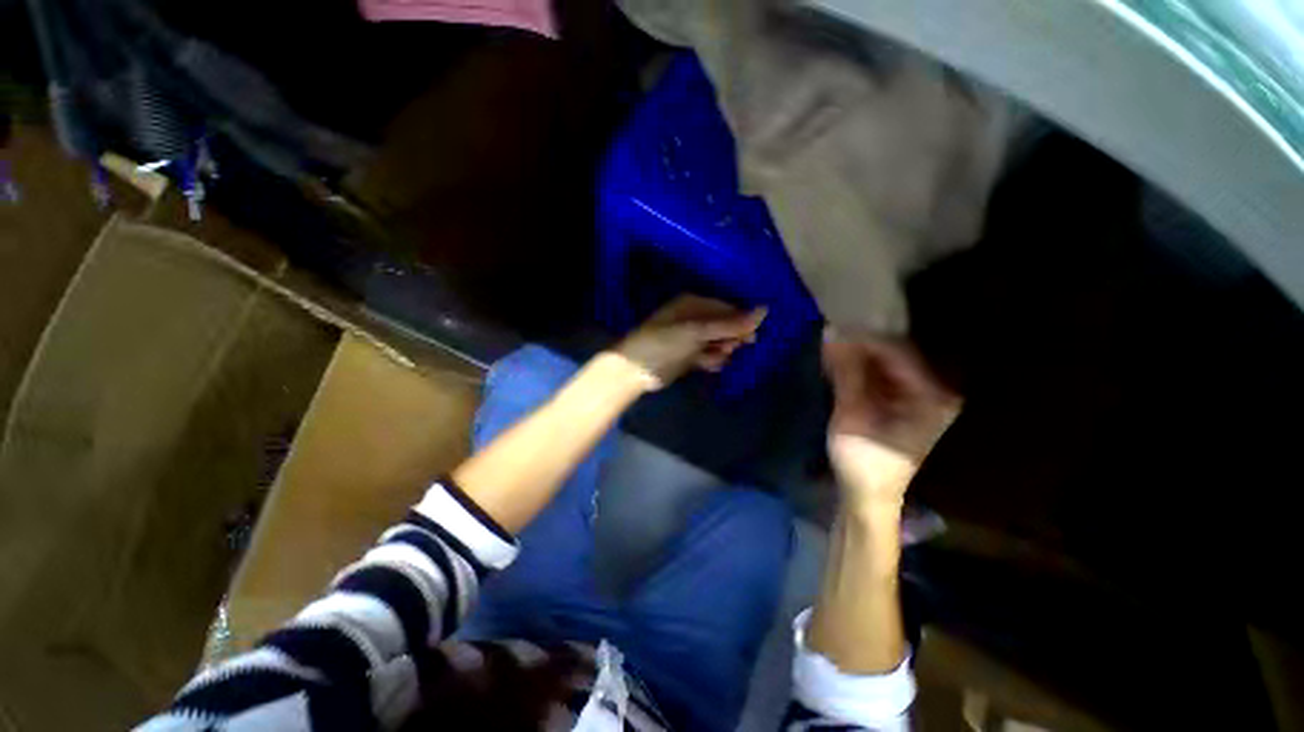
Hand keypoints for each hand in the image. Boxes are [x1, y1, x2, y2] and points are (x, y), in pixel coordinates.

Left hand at [614, 295, 766, 387]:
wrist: (636, 370)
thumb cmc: (665, 343)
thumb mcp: (697, 331)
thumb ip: (730, 324)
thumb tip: (765, 310)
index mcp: (694, 304)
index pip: (727, 308)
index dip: (741, 321)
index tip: (750, 337)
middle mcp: (695, 318)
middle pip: (725, 326)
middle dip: (730, 338)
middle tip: (727, 348)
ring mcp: (692, 338)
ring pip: (720, 343)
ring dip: (722, 351)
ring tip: (713, 357)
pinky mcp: (690, 356)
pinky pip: (711, 356)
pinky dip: (712, 361)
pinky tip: (706, 364)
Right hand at [822, 329, 958, 510]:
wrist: (869, 496)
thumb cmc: (863, 461)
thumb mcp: (852, 415)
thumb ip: (846, 372)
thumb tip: (833, 333)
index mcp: (931, 396)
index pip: (896, 352)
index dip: (863, 338)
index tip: (832, 329)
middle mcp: (934, 391)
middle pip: (894, 354)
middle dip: (859, 345)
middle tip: (828, 336)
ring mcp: (921, 396)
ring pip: (885, 362)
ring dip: (857, 355)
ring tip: (830, 347)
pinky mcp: (905, 402)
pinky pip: (882, 374)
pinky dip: (860, 368)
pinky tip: (839, 363)